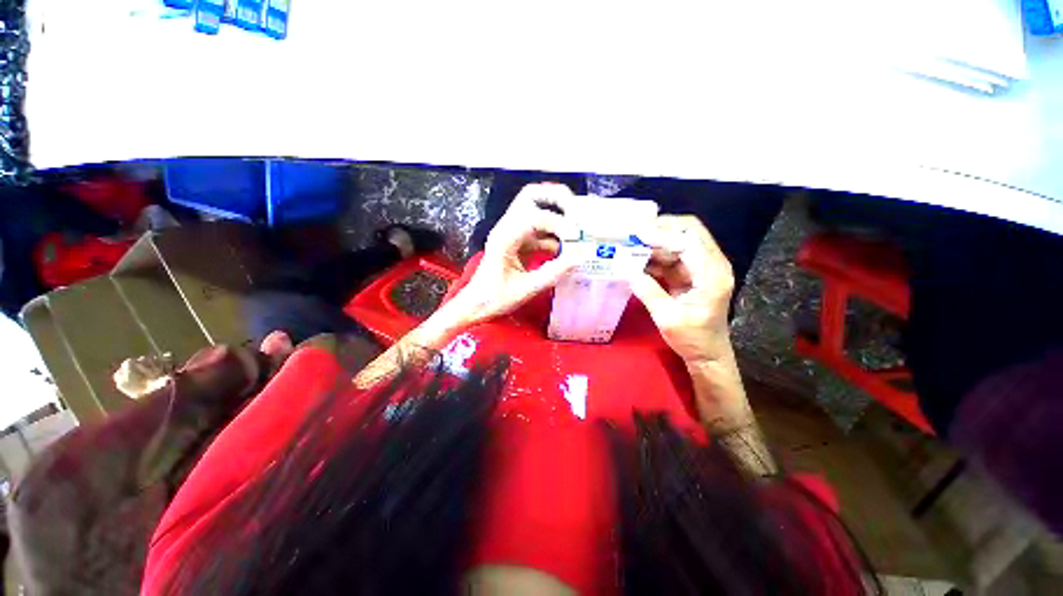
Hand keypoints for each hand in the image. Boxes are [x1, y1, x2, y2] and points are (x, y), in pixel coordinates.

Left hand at [454, 183, 578, 322]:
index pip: (534, 216)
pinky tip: (568, 248)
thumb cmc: (495, 299)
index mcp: (505, 237)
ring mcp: (514, 233)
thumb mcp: (526, 289)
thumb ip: (553, 272)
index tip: (576, 237)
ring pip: (537, 208)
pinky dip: (556, 234)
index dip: (558, 223)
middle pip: (532, 196)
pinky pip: (540, 229)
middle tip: (577, 212)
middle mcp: (508, 228)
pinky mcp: (519, 242)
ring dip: (558, 214)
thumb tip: (581, 256)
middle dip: (557, 199)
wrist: (476, 305)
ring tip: (578, 228)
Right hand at [629, 215, 735, 365]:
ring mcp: (701, 268)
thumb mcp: (668, 318)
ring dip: (654, 243)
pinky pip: (671, 257)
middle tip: (633, 232)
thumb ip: (648, 292)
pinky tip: (635, 259)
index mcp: (712, 275)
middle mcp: (711, 265)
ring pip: (678, 243)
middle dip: (660, 229)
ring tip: (629, 244)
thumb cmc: (693, 339)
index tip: (637, 235)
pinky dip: (654, 257)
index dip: (663, 234)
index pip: (690, 241)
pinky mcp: (690, 274)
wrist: (707, 354)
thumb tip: (626, 271)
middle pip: (688, 233)